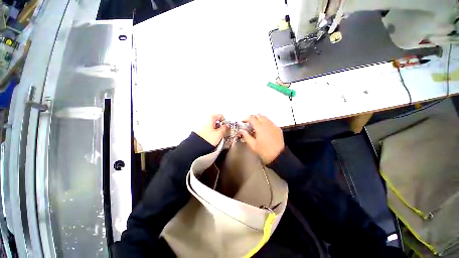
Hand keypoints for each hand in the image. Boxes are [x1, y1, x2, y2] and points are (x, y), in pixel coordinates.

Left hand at [195, 114, 228, 146]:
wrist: (195, 146)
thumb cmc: (206, 139)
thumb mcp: (219, 134)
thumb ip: (224, 128)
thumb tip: (226, 126)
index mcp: (210, 117)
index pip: (221, 116)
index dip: (224, 122)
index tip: (225, 127)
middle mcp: (204, 119)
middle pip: (215, 121)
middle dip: (219, 126)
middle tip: (221, 133)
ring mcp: (200, 124)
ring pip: (211, 125)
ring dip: (214, 130)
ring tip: (215, 137)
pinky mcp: (198, 130)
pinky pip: (206, 129)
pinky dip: (210, 132)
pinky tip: (210, 138)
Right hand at [240, 114, 283, 163]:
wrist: (278, 156)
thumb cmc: (264, 151)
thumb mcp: (252, 145)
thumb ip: (246, 136)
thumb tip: (241, 130)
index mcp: (259, 127)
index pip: (252, 118)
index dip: (246, 118)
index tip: (243, 121)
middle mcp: (267, 124)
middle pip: (259, 115)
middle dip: (253, 117)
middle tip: (249, 122)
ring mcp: (273, 126)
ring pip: (265, 118)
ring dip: (260, 119)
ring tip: (256, 125)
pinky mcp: (278, 129)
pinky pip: (270, 122)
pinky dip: (266, 122)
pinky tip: (264, 129)